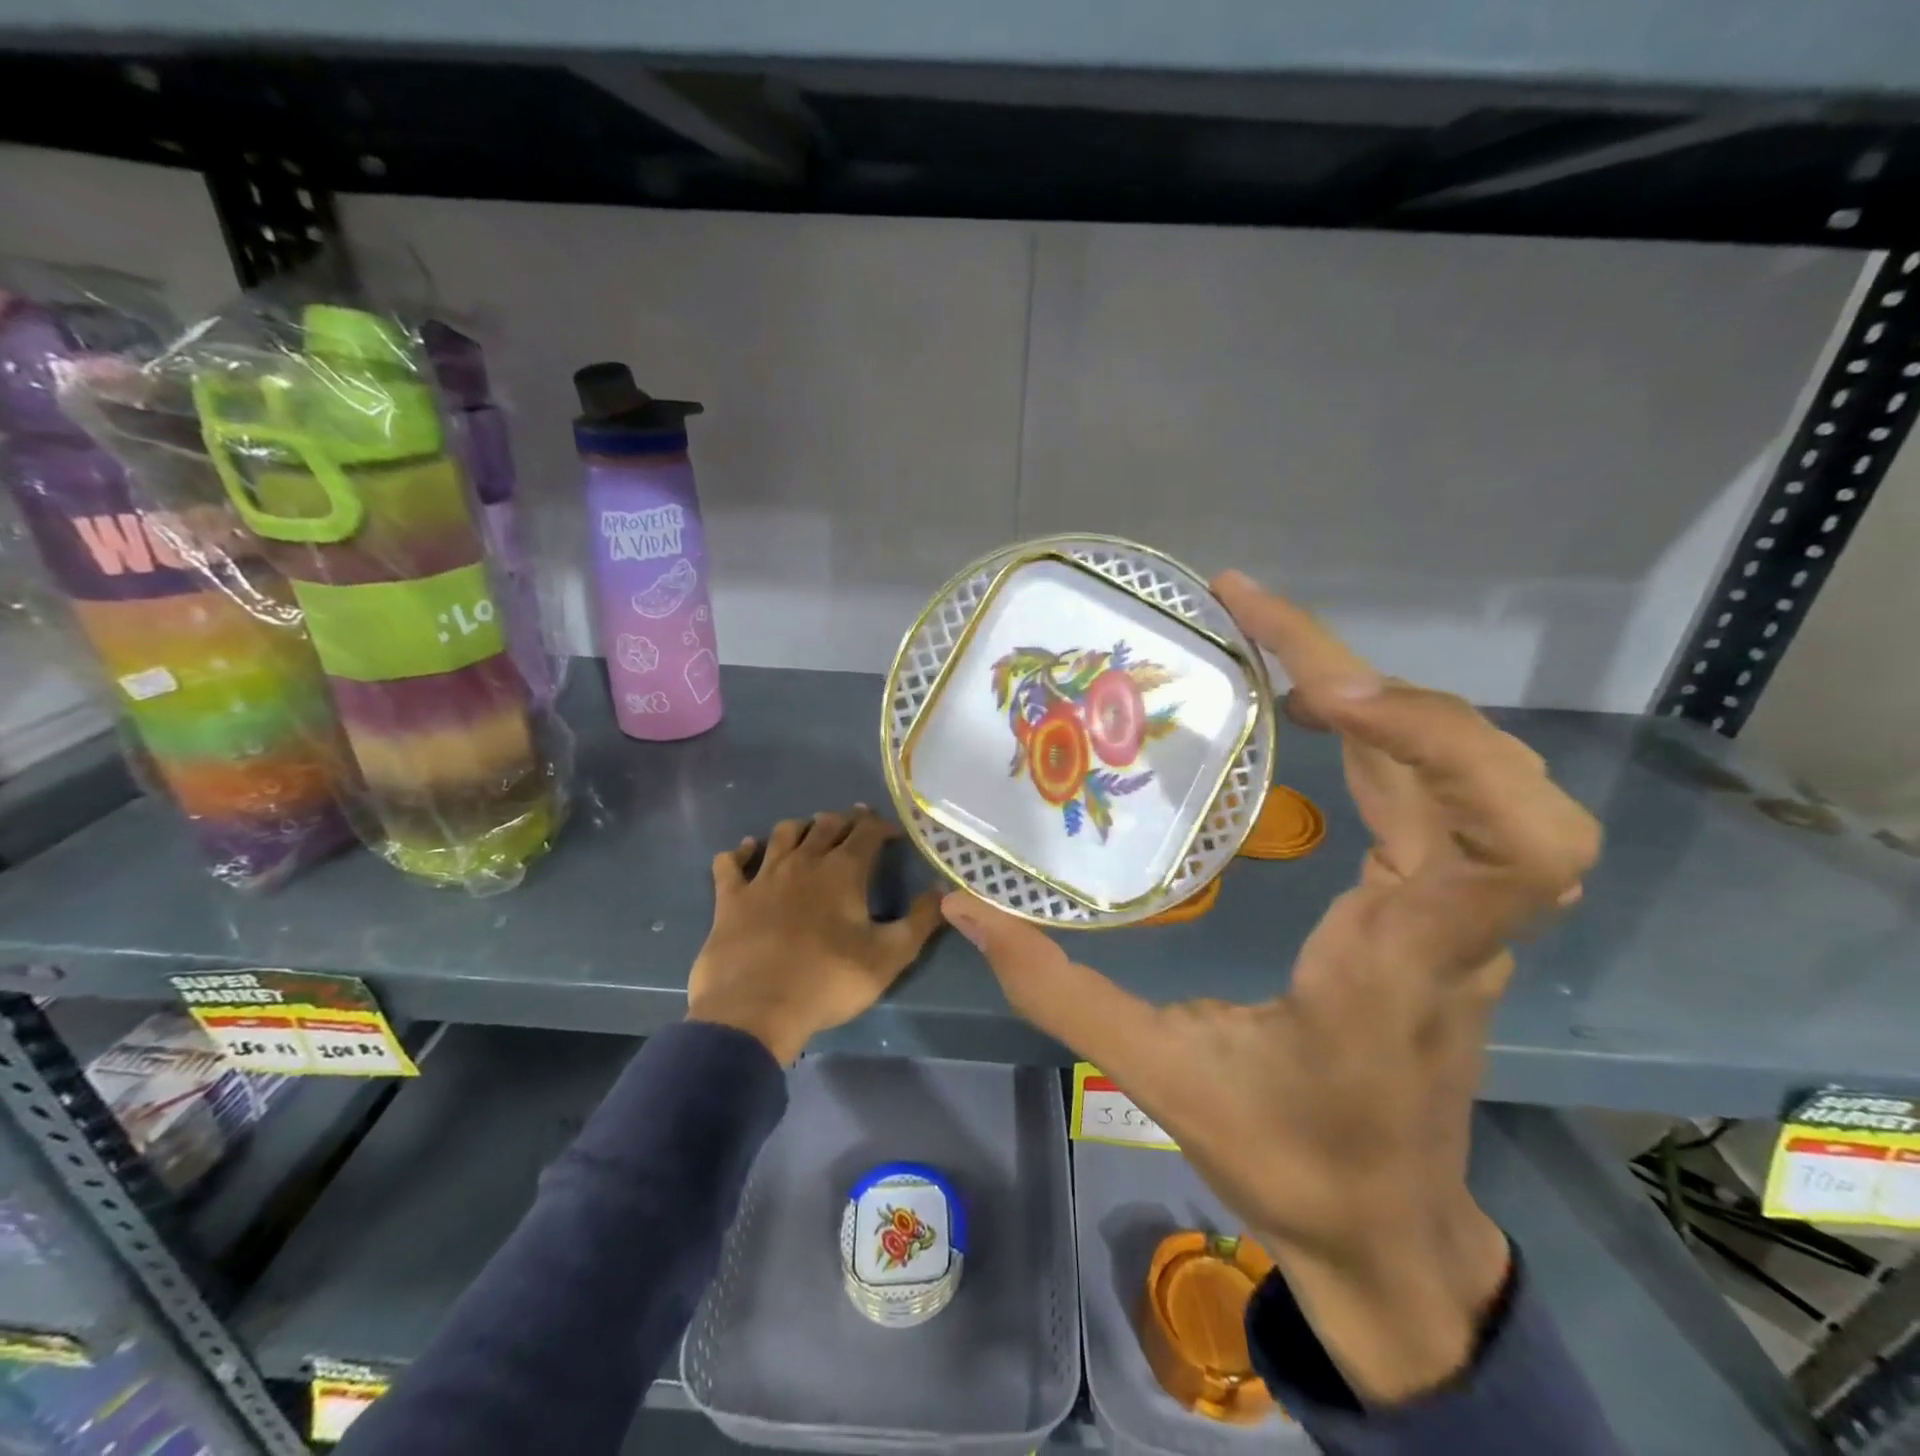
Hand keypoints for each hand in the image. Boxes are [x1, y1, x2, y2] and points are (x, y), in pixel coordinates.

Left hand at [688, 807, 944, 1063]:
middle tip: (855, 826)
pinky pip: (730, 863)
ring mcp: (763, 876)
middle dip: (845, 820)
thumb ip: (921, 920)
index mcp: (843, 871)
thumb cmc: (829, 981)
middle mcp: (804, 862)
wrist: (755, 1010)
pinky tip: (746, 850)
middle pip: (826, 825)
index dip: (881, 825)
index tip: (892, 832)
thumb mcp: (890, 956)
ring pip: (783, 834)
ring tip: (810, 832)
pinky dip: (740, 852)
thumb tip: (941, 889)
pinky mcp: (731, 898)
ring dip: (800, 828)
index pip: (866, 831)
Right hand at [942, 571, 1599, 1402]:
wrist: (1388, 1236)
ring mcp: (1463, 915)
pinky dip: (1392, 733)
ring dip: (1392, 700)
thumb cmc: (1289, 1163)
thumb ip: (1057, 992)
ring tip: (1281, 657)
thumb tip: (967, 912)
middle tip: (1264, 630)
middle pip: (1500, 782)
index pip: (1501, 843)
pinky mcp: (1446, 909)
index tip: (1312, 692)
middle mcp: (1454, 926)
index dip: (1432, 740)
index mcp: (1400, 963)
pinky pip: (1445, 797)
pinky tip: (1319, 714)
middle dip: (1391, 687)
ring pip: (1484, 778)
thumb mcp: (1159, 1078)